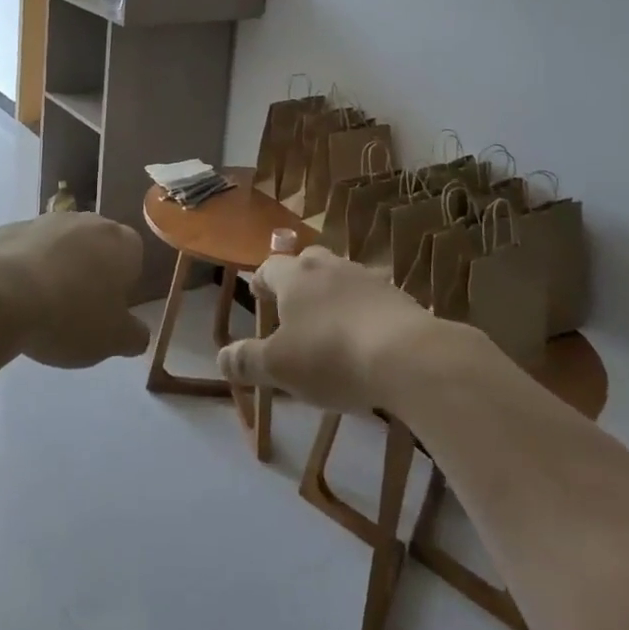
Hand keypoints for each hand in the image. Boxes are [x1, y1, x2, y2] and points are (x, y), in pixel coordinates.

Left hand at [0, 212, 150, 367]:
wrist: (0, 296)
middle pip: (97, 245)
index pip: (134, 257)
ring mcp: (47, 220)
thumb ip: (133, 335)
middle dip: (90, 270)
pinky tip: (14, 295)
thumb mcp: (112, 340)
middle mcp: (89, 221)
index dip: (123, 284)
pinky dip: (26, 266)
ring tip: (41, 305)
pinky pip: (27, 248)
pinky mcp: (12, 227)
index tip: (108, 310)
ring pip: (61, 244)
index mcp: (122, 243)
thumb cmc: (70, 316)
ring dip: (57, 266)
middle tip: (77, 308)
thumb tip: (138, 334)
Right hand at [216, 246, 449, 411]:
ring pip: (340, 278)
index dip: (261, 282)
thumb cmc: (331, 356)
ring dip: (332, 296)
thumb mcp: (279, 367)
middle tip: (293, 308)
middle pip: (307, 263)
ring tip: (330, 327)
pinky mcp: (398, 296)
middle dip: (298, 281)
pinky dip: (362, 313)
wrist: (407, 356)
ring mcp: (366, 277)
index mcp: (295, 276)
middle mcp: (329, 266)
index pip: (269, 267)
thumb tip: (221, 357)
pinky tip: (365, 340)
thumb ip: (247, 360)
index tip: (258, 297)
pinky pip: (371, 299)